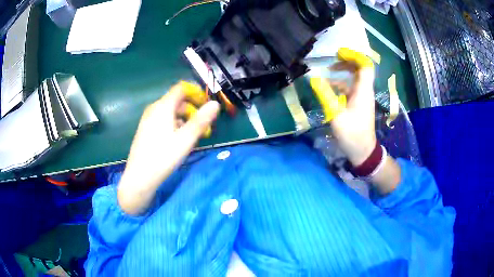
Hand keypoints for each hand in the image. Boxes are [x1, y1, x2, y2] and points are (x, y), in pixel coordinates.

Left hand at [118, 82, 219, 214]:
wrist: (139, 177)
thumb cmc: (163, 157)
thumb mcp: (185, 139)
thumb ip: (201, 120)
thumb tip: (215, 104)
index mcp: (162, 107)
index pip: (181, 88)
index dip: (196, 92)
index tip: (206, 105)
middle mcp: (153, 109)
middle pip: (176, 101)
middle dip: (192, 109)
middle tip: (203, 126)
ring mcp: (147, 119)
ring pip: (170, 112)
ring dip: (184, 119)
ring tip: (193, 135)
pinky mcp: (145, 129)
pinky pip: (163, 120)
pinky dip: (174, 124)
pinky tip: (178, 140)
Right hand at [330, 48, 399, 194]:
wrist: (363, 152)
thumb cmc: (352, 134)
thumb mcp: (336, 115)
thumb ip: (325, 95)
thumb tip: (313, 78)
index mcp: (363, 91)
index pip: (365, 66)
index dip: (354, 56)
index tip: (339, 53)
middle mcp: (365, 91)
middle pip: (360, 69)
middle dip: (347, 62)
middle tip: (332, 61)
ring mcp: (362, 98)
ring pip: (355, 78)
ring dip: (342, 73)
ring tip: (327, 74)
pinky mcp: (359, 104)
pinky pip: (351, 88)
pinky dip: (341, 84)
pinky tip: (330, 89)